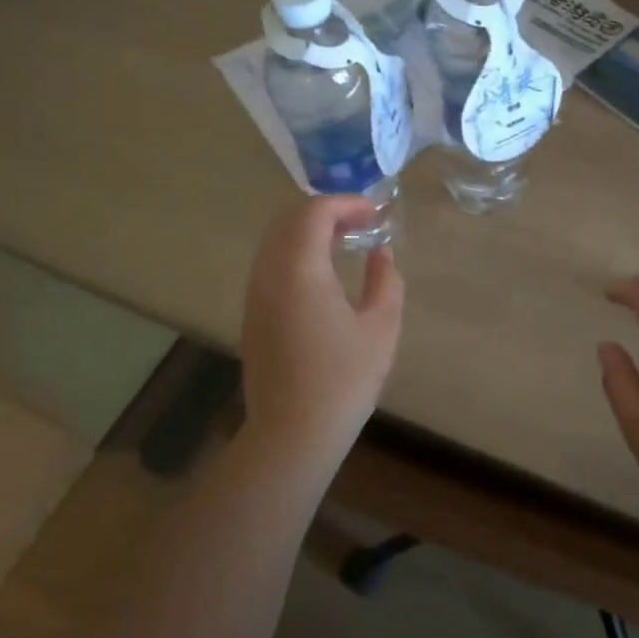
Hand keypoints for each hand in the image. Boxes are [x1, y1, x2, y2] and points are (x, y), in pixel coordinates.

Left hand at [239, 196, 403, 455]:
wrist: (292, 434)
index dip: (347, 203)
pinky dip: (295, 252)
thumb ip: (385, 280)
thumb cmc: (343, 380)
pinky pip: (270, 264)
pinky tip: (322, 274)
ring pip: (275, 241)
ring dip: (308, 231)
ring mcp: (254, 295)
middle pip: (288, 219)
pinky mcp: (252, 315)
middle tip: (361, 222)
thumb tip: (380, 252)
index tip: (376, 213)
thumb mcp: (381, 327)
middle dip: (326, 211)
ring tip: (344, 243)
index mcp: (299, 270)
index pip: (314, 212)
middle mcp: (268, 273)